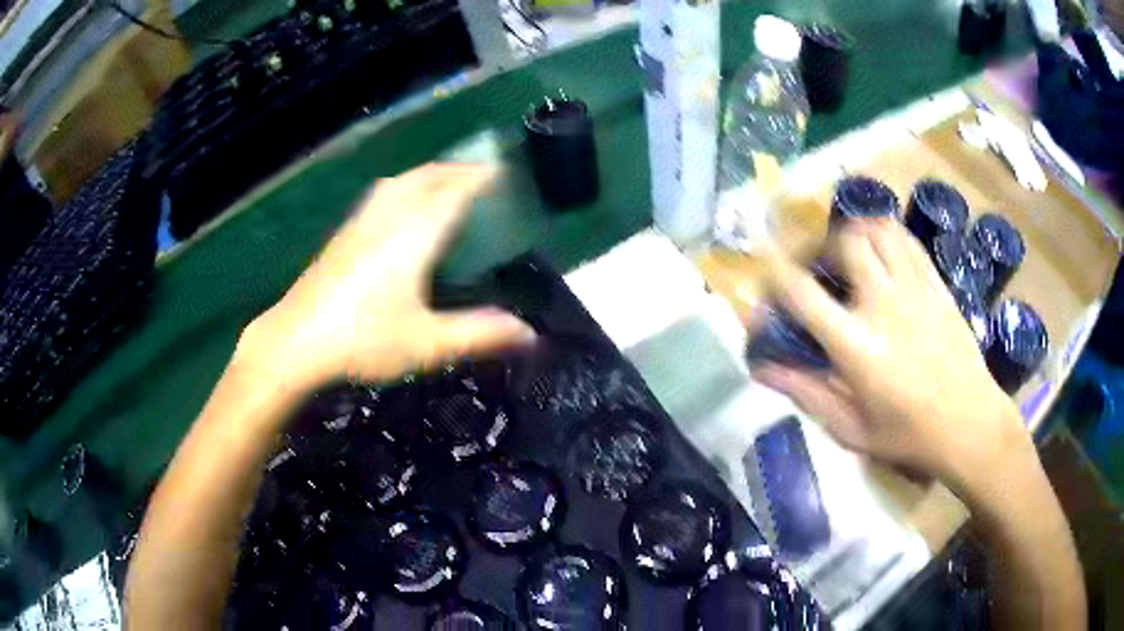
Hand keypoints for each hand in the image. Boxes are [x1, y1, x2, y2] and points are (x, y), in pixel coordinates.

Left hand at [236, 163, 535, 394]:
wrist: (295, 342)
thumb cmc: (363, 340)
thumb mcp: (426, 343)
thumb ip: (478, 333)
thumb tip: (529, 333)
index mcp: (413, 236)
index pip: (453, 192)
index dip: (480, 177)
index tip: (502, 170)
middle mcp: (387, 219)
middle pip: (426, 178)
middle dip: (456, 170)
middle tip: (481, 175)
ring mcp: (360, 224)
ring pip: (400, 182)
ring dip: (428, 174)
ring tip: (445, 183)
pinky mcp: (342, 235)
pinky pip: (381, 195)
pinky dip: (404, 187)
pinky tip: (400, 208)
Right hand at [754, 219, 1029, 489]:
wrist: (969, 424)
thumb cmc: (908, 435)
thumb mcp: (851, 428)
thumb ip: (806, 392)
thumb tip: (761, 367)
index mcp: (856, 345)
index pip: (801, 291)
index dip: (773, 274)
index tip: (764, 273)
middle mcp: (882, 303)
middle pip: (841, 243)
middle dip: (818, 248)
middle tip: (814, 269)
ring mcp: (913, 287)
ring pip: (874, 230)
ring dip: (851, 235)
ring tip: (846, 257)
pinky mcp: (934, 282)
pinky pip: (904, 238)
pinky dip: (883, 234)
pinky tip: (880, 253)